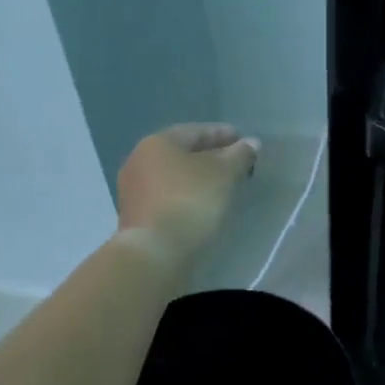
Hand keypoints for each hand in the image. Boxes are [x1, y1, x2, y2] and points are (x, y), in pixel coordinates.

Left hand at [116, 124, 258, 270]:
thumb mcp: (223, 174)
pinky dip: (186, 196)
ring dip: (197, 178)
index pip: (196, 131)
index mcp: (157, 143)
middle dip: (210, 156)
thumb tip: (251, 143)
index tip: (244, 141)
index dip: (223, 134)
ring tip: (223, 186)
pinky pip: (167, 197)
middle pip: (182, 153)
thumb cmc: (190, 202)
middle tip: (235, 163)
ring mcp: (133, 190)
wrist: (154, 253)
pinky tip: (203, 205)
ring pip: (173, 176)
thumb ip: (239, 155)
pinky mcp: (135, 216)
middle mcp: (139, 160)